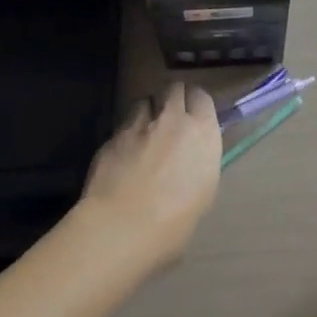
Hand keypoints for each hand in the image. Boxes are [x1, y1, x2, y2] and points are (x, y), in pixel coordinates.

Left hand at [81, 83, 222, 266]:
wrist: (122, 228)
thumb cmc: (174, 222)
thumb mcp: (203, 192)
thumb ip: (198, 163)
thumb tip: (191, 158)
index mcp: (202, 132)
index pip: (201, 96)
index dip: (195, 104)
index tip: (193, 116)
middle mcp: (173, 119)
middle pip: (174, 88)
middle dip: (172, 98)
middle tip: (170, 119)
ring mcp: (140, 124)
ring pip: (145, 101)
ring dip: (147, 113)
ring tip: (144, 133)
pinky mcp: (113, 135)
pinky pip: (123, 125)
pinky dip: (126, 134)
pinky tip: (123, 155)